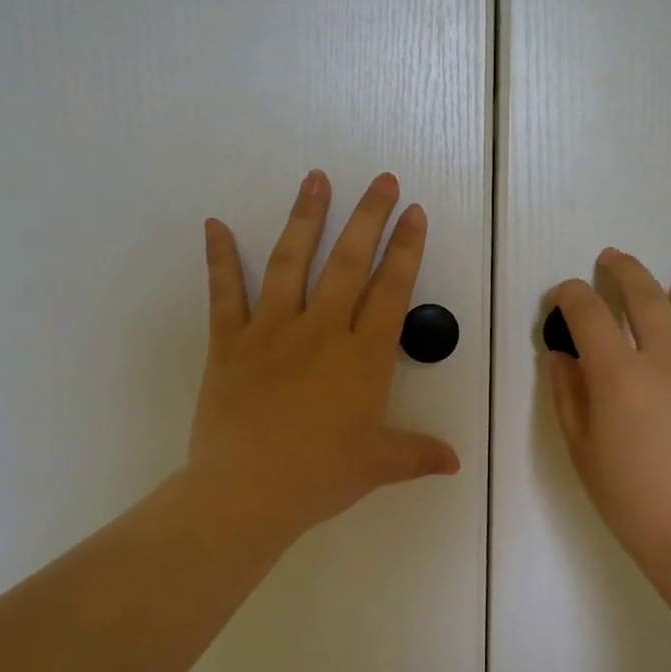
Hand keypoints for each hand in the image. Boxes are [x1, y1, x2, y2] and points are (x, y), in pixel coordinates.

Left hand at [185, 170, 459, 551]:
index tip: (414, 213)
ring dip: (305, 218)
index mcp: (363, 357)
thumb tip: (455, 463)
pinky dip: (220, 259)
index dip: (406, 249)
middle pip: (349, 263)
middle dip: (368, 218)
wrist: (247, 492)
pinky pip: (224, 294)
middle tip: (381, 181)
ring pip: (291, 263)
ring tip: (315, 179)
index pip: (391, 291)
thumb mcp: (378, 465)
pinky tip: (214, 224)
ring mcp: (272, 331)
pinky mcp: (230, 343)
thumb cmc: (320, 476)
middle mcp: (321, 331)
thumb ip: (418, 454)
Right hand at [545, 250, 670, 595]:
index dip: (570, 297)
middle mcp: (666, 359)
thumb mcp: (583, 451)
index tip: (560, 296)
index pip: (590, 314)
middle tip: (611, 259)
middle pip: (645, 296)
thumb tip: (561, 356)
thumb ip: (568, 396)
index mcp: (620, 375)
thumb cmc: (633, 502)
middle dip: (624, 272)